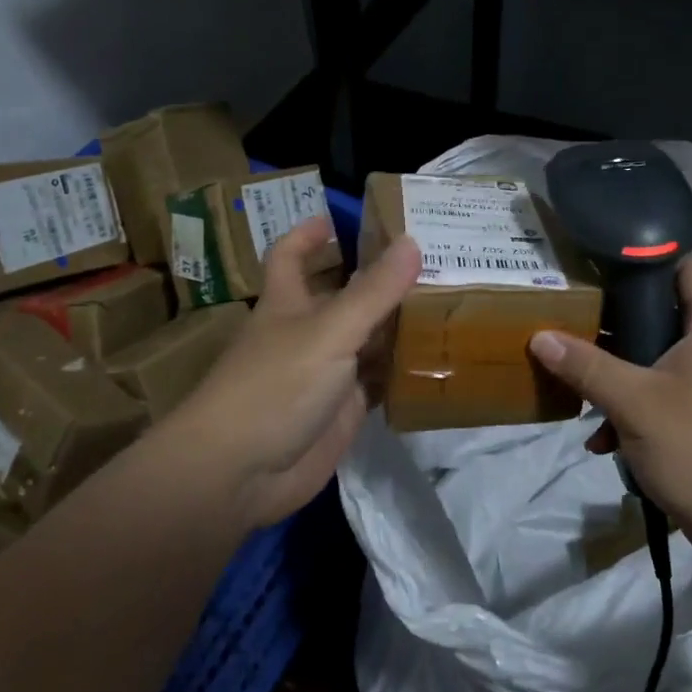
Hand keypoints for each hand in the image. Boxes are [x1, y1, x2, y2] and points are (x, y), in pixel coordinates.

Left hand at [162, 217, 420, 529]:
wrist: (240, 474)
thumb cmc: (275, 386)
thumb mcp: (328, 331)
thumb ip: (373, 291)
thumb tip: (412, 241)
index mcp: (288, 302)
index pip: (290, 256)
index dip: (309, 234)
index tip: (339, 217)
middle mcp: (307, 333)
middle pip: (344, 295)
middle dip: (379, 278)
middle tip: (433, 259)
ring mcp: (326, 374)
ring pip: (367, 340)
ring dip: (399, 325)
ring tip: (451, 302)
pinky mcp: (343, 411)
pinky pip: (378, 382)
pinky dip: (404, 371)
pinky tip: (441, 359)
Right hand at [529, 255, 691, 567]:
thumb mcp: (636, 403)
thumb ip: (587, 366)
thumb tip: (539, 336)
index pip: (685, 266)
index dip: (646, 255)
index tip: (597, 259)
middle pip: (660, 312)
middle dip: (614, 319)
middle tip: (569, 313)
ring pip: (653, 359)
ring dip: (615, 371)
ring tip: (572, 375)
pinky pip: (658, 397)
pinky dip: (629, 409)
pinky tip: (599, 438)